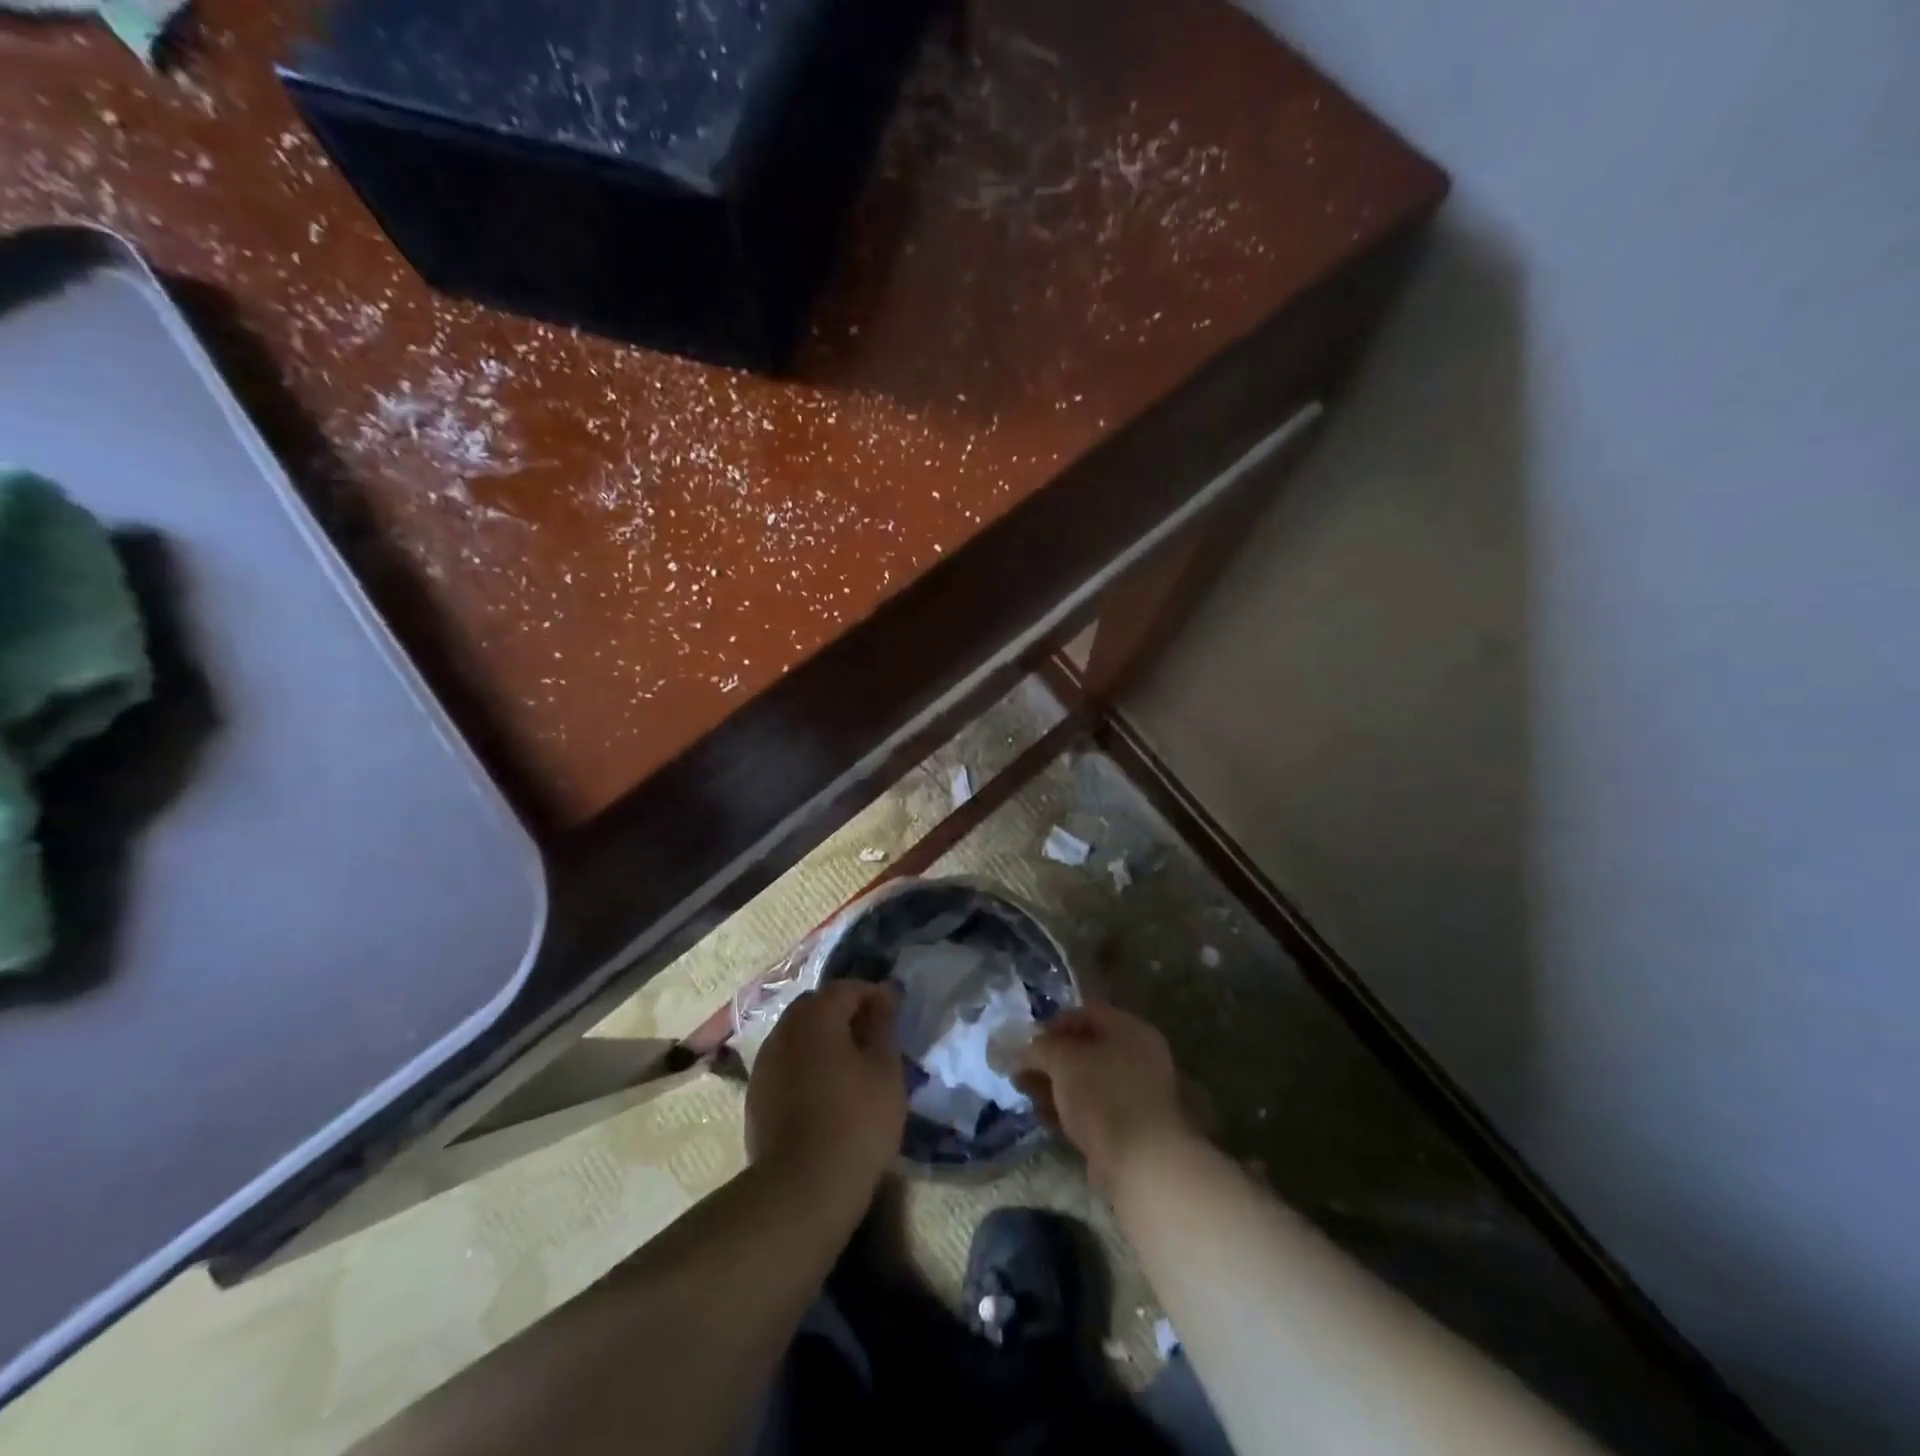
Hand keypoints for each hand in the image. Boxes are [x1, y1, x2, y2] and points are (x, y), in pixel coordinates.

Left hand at [746, 980, 905, 1204]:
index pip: (846, 988)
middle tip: (874, 1036)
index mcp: (815, 1017)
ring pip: (799, 1034)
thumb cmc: (855, 1122)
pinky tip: (826, 1090)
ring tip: (852, 1064)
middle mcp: (784, 1030)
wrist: (800, 1190)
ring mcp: (765, 1063)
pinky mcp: (757, 1095)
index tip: (895, 1012)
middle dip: (845, 1012)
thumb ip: (883, 1026)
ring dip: (824, 1038)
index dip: (873, 994)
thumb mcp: (885, 1070)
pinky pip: (787, 1062)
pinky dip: (808, 1063)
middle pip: (817, 1006)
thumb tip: (883, 996)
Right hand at [1017, 1000, 1194, 1189]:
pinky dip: (1066, 1108)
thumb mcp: (1064, 1060)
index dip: (1055, 1022)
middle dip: (1050, 1057)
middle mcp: (1136, 1058)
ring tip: (1022, 1089)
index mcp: (1130, 1030)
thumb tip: (1025, 1049)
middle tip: (1020, 1067)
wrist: (1141, 1162)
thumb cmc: (1103, 1094)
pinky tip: (1041, 1114)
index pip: (1087, 1012)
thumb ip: (1041, 1047)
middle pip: (1085, 1049)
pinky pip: (1090, 1109)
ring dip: (1053, 1084)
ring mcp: (1133, 1095)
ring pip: (1085, 1081)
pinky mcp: (1126, 1129)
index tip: (1029, 1038)